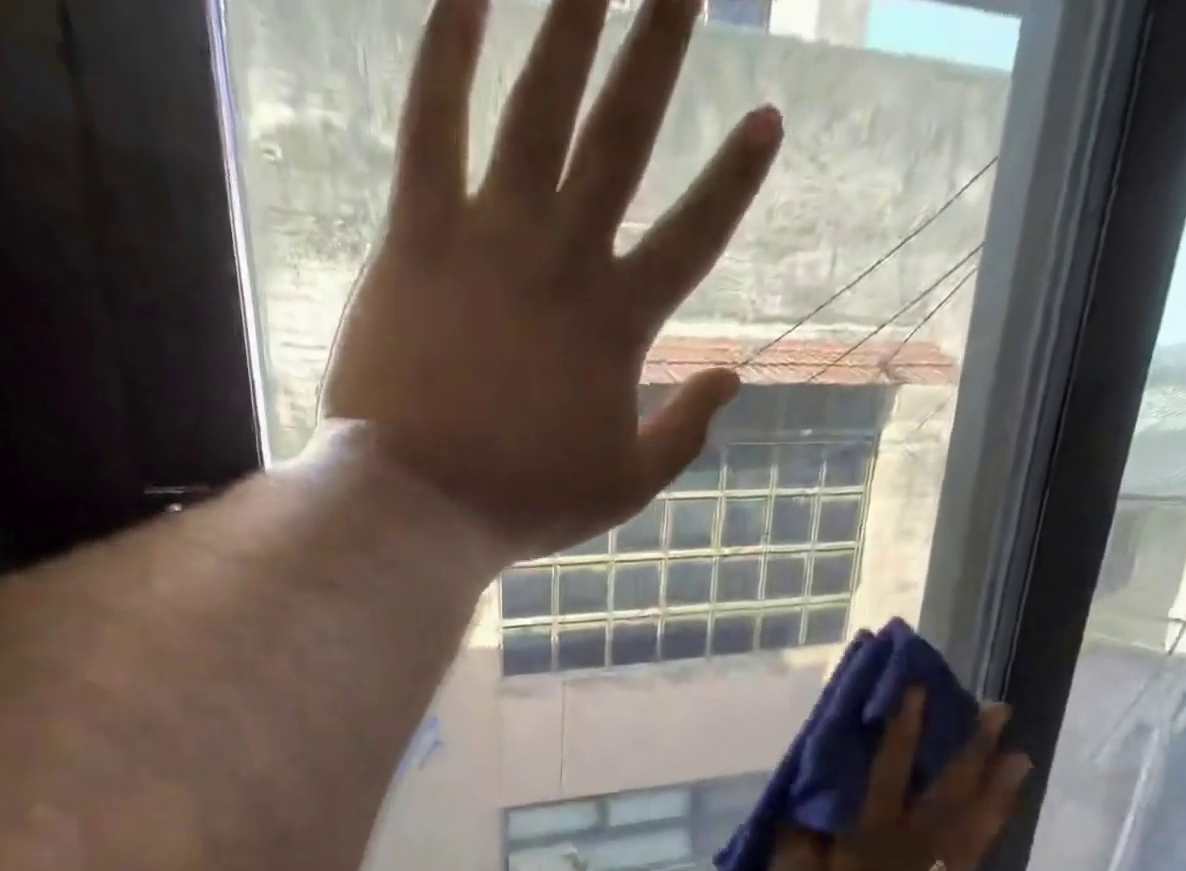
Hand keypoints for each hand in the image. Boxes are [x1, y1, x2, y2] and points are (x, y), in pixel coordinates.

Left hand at [323, 0, 783, 562]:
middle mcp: (565, 259)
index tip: (767, 118)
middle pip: (625, 134)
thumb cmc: (522, 504)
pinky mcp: (418, 237)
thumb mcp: (622, 488)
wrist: (422, 505)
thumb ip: (683, 435)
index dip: (735, 178)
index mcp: (618, 324)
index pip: (695, 234)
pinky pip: (432, 122)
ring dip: (576, 14)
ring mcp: (491, 239)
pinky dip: (448, 45)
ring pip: (540, 102)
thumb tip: (734, 380)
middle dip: (661, 45)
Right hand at [759, 689, 1030, 870]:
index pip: (881, 783)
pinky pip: (972, 852)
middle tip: (994, 705)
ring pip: (969, 821)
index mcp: (865, 864)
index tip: (909, 690)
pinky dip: (991, 821)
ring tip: (1013, 743)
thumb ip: (793, 867)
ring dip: (990, 778)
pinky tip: (1002, 803)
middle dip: (964, 746)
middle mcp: (909, 866)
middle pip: (942, 795)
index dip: (895, 735)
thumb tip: (802, 809)